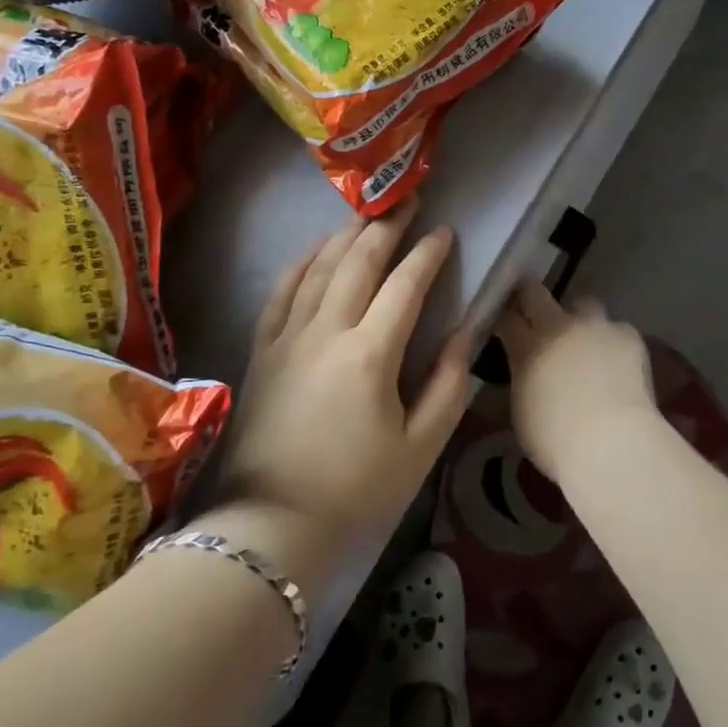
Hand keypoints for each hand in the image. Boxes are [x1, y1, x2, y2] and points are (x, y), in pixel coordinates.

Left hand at [190, 201, 470, 591]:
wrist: (272, 525)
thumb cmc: (357, 489)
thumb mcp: (420, 446)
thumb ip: (448, 385)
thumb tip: (465, 335)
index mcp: (370, 354)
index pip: (404, 286)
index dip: (427, 255)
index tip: (445, 232)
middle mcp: (326, 332)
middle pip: (358, 263)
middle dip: (386, 228)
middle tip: (406, 201)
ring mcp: (288, 338)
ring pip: (318, 269)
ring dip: (345, 236)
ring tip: (367, 214)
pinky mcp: (262, 351)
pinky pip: (280, 293)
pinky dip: (299, 264)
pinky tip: (313, 249)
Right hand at [494, 282, 657, 479]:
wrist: (611, 443)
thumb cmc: (556, 441)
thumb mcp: (522, 411)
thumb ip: (523, 379)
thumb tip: (527, 370)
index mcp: (527, 347)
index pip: (507, 318)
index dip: (505, 317)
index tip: (505, 321)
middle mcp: (558, 326)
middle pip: (536, 293)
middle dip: (531, 296)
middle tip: (534, 310)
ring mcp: (596, 326)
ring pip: (584, 304)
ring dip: (580, 317)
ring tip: (586, 340)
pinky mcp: (628, 335)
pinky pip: (617, 329)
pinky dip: (613, 342)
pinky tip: (618, 364)